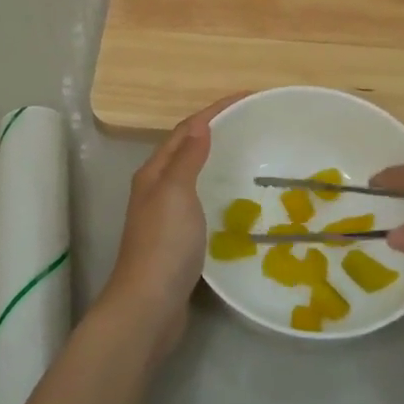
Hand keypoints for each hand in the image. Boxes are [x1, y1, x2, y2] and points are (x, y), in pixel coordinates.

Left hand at [97, 94, 241, 363]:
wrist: (149, 305)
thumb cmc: (164, 244)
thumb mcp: (176, 192)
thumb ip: (187, 158)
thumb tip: (201, 123)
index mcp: (154, 173)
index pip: (186, 130)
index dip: (215, 110)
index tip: (248, 97)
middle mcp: (157, 189)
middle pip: (188, 149)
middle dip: (217, 132)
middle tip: (254, 124)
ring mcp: (166, 216)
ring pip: (194, 176)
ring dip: (218, 161)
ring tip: (251, 155)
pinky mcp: (179, 240)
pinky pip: (202, 202)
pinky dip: (219, 191)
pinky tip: (238, 200)